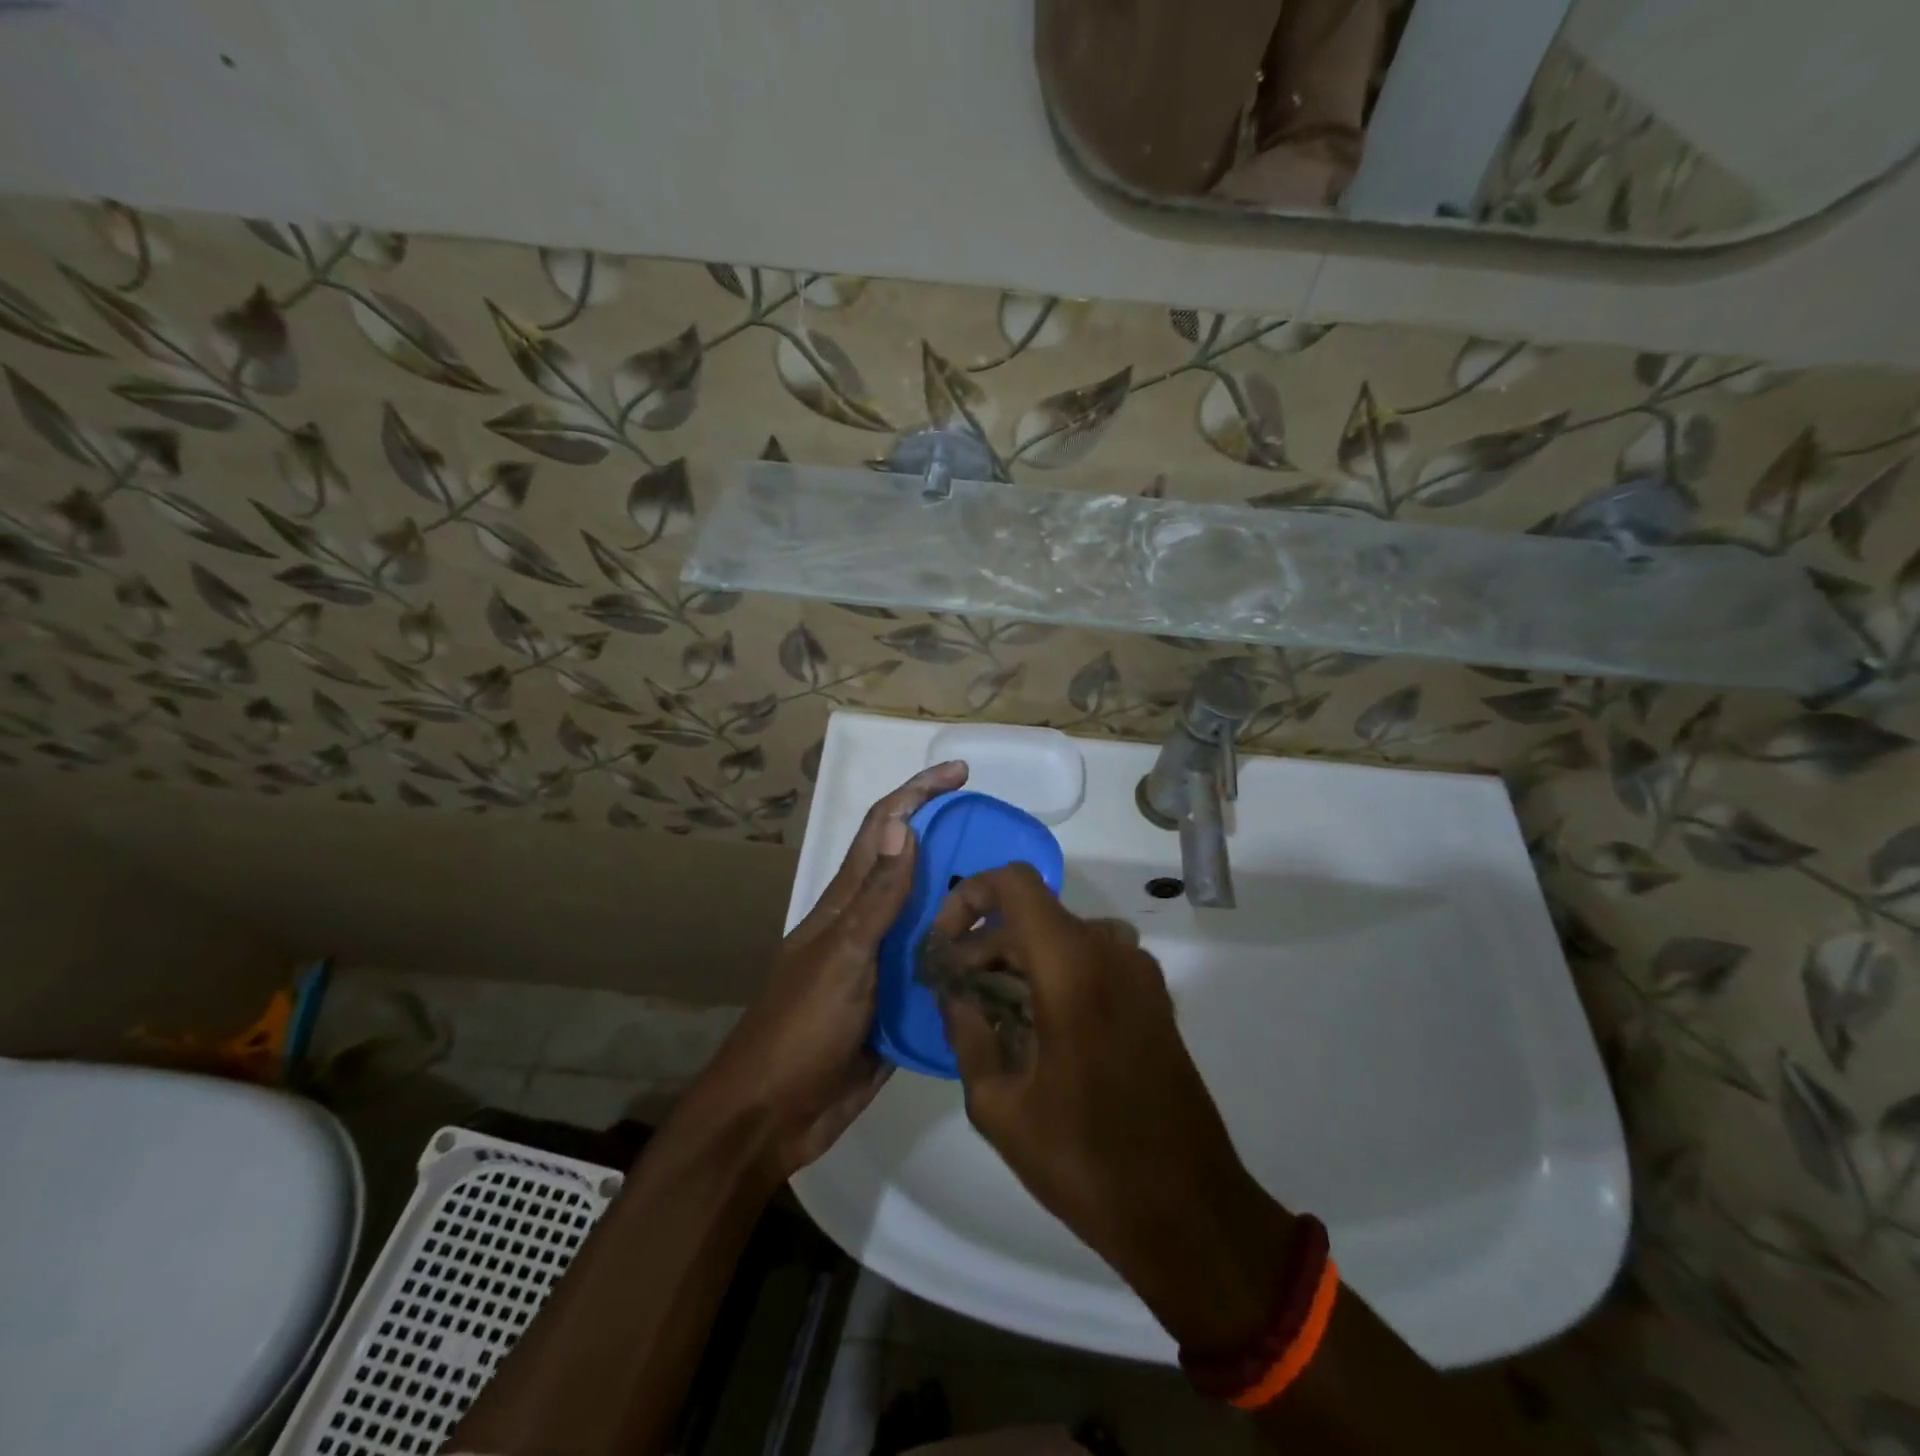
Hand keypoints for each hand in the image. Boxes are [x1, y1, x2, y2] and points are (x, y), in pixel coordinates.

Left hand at [681, 760, 968, 1181]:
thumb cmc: (801, 1028)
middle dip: (952, 840)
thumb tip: (903, 823)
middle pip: (912, 867)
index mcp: (847, 902)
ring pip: (930, 917)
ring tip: (1013, 893)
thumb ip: (877, 896)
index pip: (883, 829)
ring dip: (964, 898)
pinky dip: (965, 956)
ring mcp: (882, 965)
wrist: (774, 1116)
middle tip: (1003, 836)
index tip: (960, 774)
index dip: (918, 794)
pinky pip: (937, 969)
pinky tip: (1001, 958)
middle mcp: (868, 924)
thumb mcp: (843, 955)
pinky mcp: (897, 1004)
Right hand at [933, 865, 1294, 1354]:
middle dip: (986, 942)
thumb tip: (956, 996)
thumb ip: (968, 1034)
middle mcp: (1111, 951)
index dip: (970, 896)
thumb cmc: (1086, 1159)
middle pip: (1034, 915)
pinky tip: (1037, 1026)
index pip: (1014, 883)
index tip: (945, 944)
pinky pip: (1094, 960)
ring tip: (991, 1011)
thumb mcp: (999, 1107)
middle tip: (955, 992)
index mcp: (1072, 966)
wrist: (1189, 1211)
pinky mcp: (1154, 998)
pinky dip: (1056, 973)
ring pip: (1063, 937)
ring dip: (1020, 959)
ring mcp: (1140, 973)